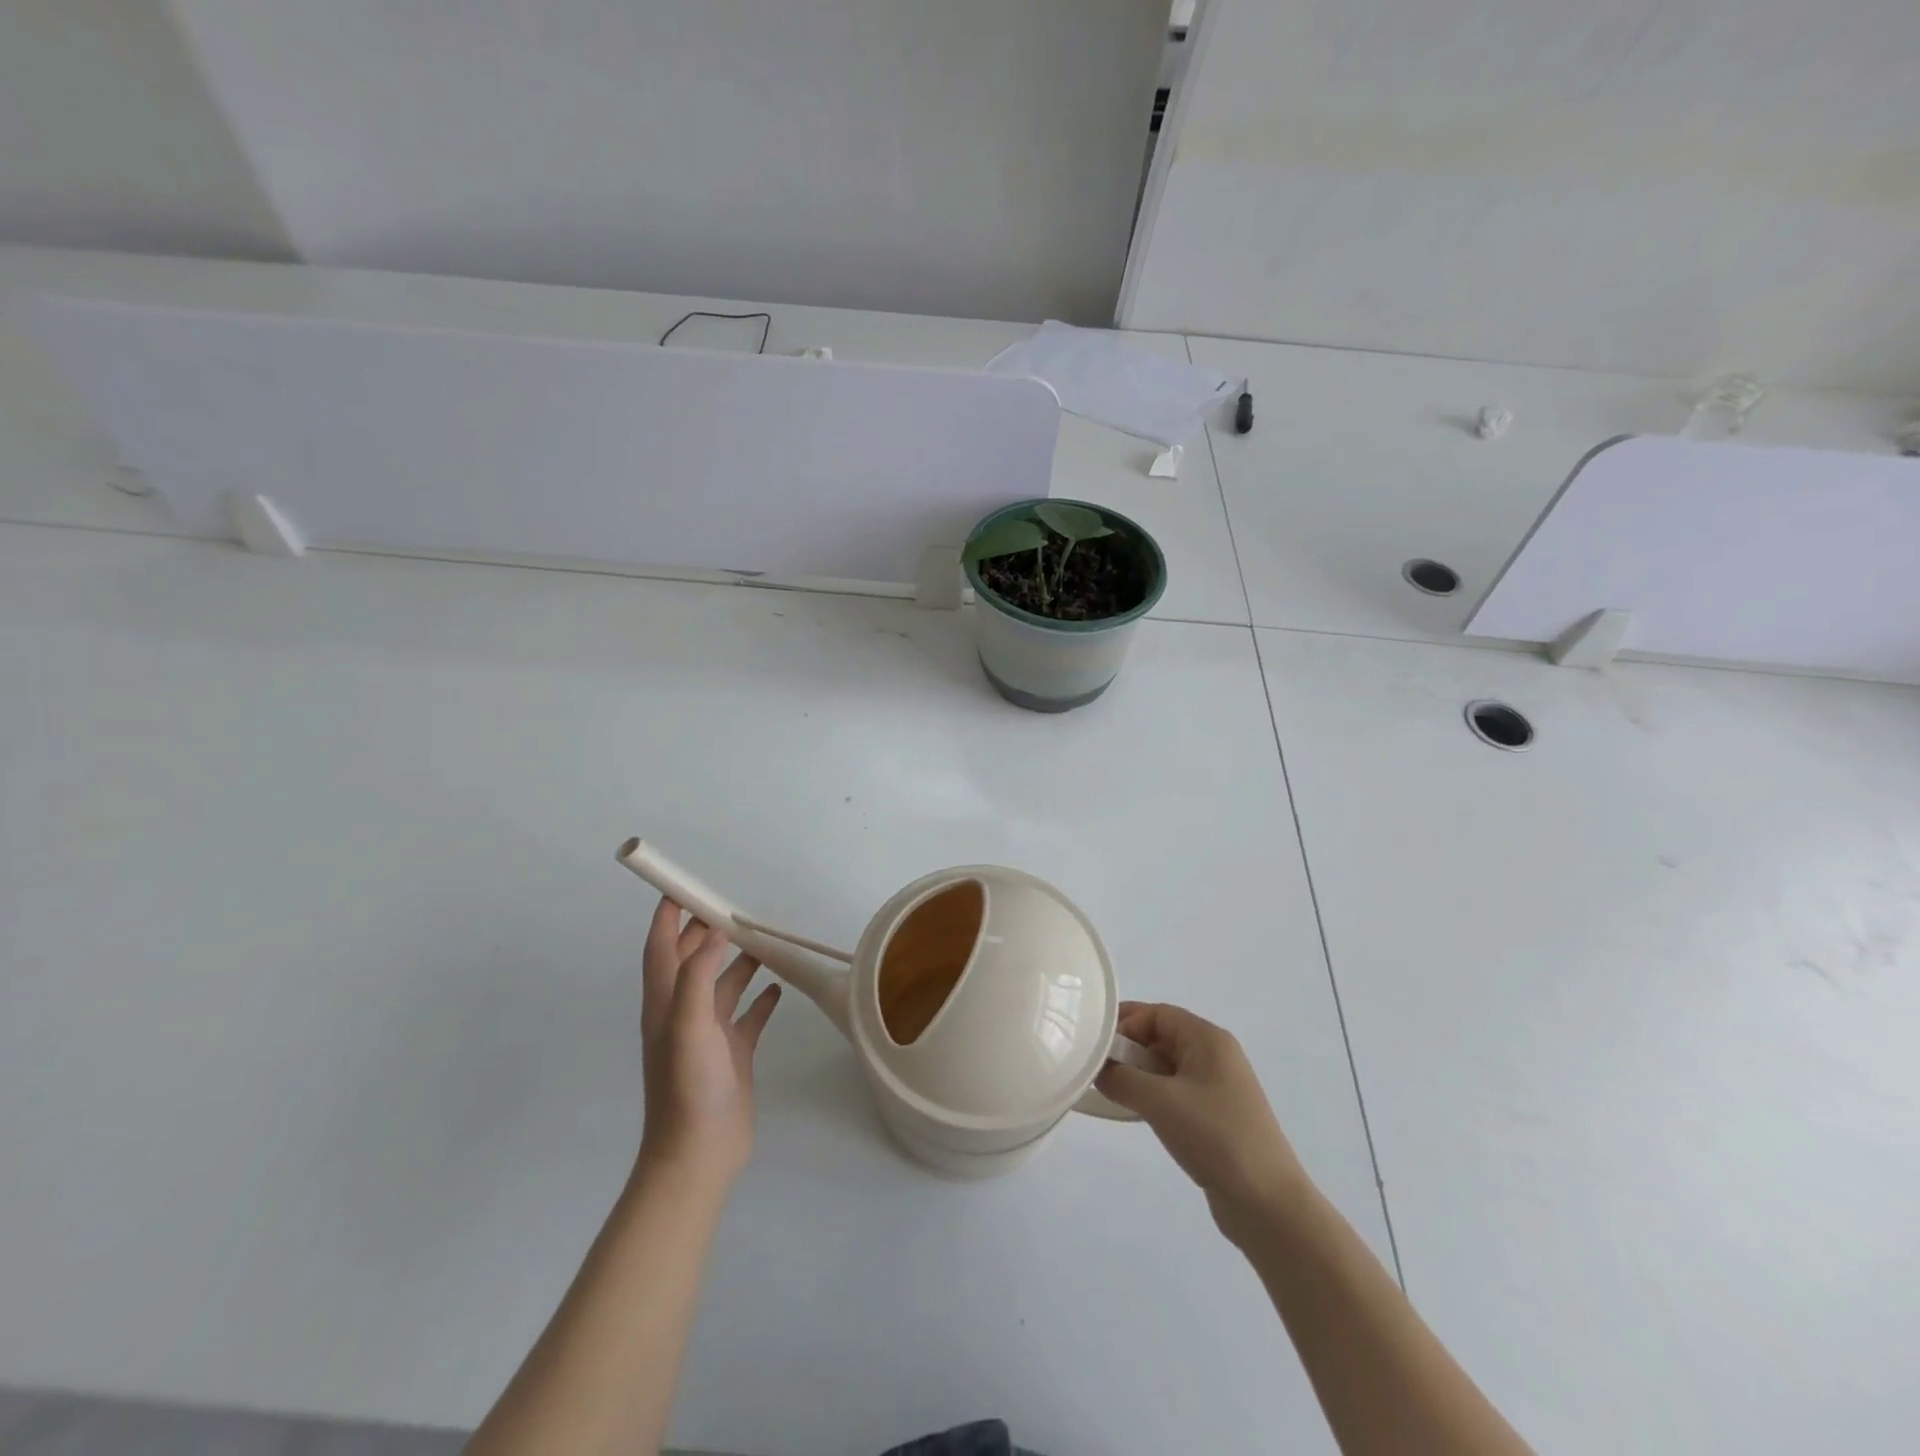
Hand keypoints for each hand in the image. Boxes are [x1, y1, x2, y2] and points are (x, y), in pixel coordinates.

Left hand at [637, 896, 781, 1186]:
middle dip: (706, 933)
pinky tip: (778, 987)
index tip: (679, 888)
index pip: (660, 949)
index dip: (666, 918)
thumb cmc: (687, 1086)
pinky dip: (761, 999)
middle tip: (730, 906)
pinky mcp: (733, 1053)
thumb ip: (697, 975)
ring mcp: (709, 1035)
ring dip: (739, 961)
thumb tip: (713, 930)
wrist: (699, 1155)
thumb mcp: (687, 1024)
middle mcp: (684, 1014)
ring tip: (762, 939)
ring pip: (723, 985)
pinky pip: (748, 1016)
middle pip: (692, 962)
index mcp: (665, 1004)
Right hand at [1096, 1002, 1307, 1239]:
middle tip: (1095, 1067)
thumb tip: (1099, 1070)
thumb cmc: (1214, 1137)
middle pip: (1162, 1036)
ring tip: (1109, 1091)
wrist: (1267, 1204)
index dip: (1125, 1022)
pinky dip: (1152, 1095)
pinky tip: (1134, 1112)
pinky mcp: (1216, 1116)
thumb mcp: (1159, 1101)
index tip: (1094, 1042)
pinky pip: (1175, 1091)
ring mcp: (1218, 1087)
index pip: (1157, 1013)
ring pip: (1166, 1066)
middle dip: (1128, 1048)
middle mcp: (1215, 1055)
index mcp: (1208, 1039)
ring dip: (1138, 1074)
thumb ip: (1121, 1078)